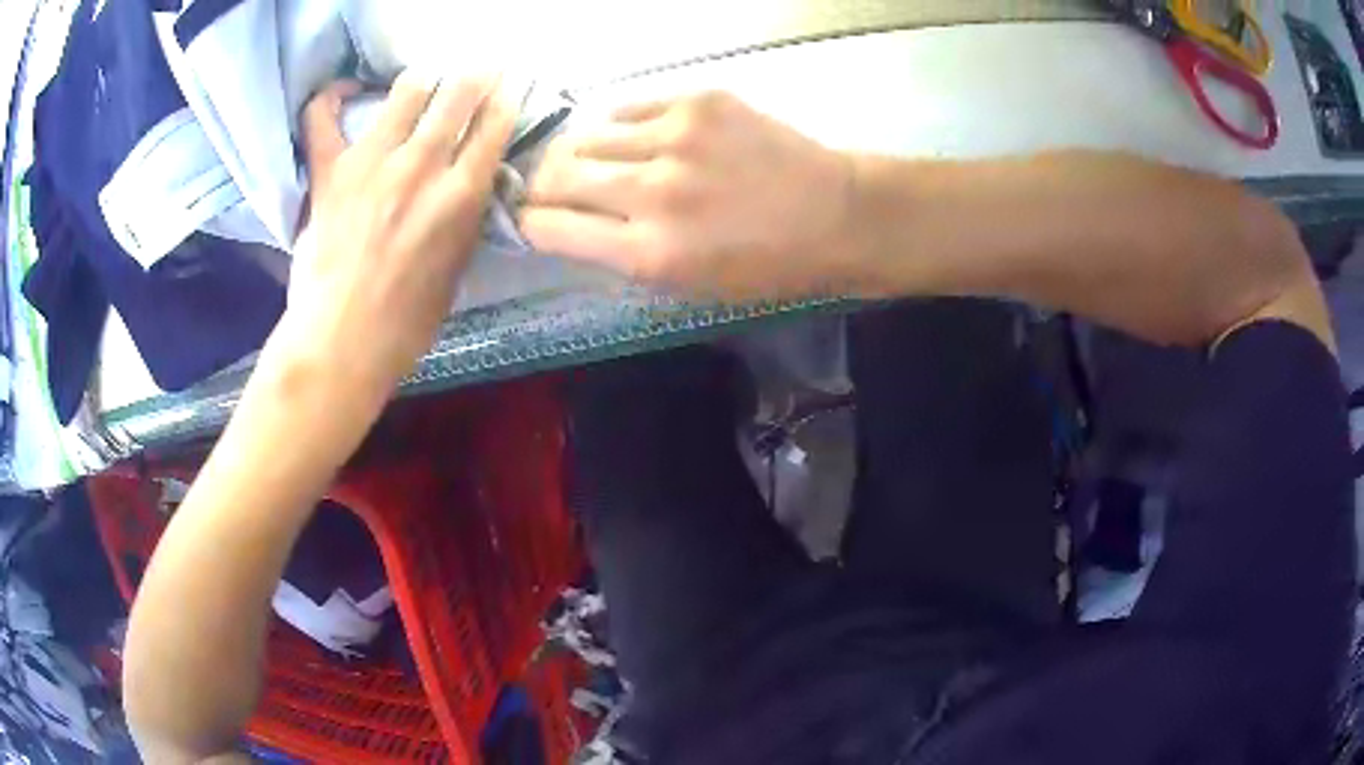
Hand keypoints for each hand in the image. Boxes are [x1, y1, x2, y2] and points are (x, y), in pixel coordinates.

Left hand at [269, 74, 514, 406]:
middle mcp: (422, 164)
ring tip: (423, 81)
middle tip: (477, 71)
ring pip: (408, 89)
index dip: (506, 97)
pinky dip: (332, 97)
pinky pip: (322, 117)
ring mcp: (373, 160)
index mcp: (460, 194)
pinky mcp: (331, 170)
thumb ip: (465, 219)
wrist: (343, 339)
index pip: (494, 125)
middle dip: (475, 75)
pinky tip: (345, 91)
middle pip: (459, 94)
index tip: (510, 84)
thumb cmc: (407, 321)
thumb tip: (468, 187)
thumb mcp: (457, 269)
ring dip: (423, 79)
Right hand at [521, 92, 856, 299]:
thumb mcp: (686, 286)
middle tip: (554, 188)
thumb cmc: (766, 267)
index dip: (532, 223)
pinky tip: (639, 139)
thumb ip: (619, 256)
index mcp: (649, 252)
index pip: (548, 227)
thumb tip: (568, 223)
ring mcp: (676, 137)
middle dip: (543, 185)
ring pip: (585, 136)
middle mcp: (653, 191)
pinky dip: (622, 127)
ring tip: (596, 161)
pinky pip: (628, 109)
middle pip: (554, 175)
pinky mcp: (698, 100)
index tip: (535, 219)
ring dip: (580, 153)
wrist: (836, 215)